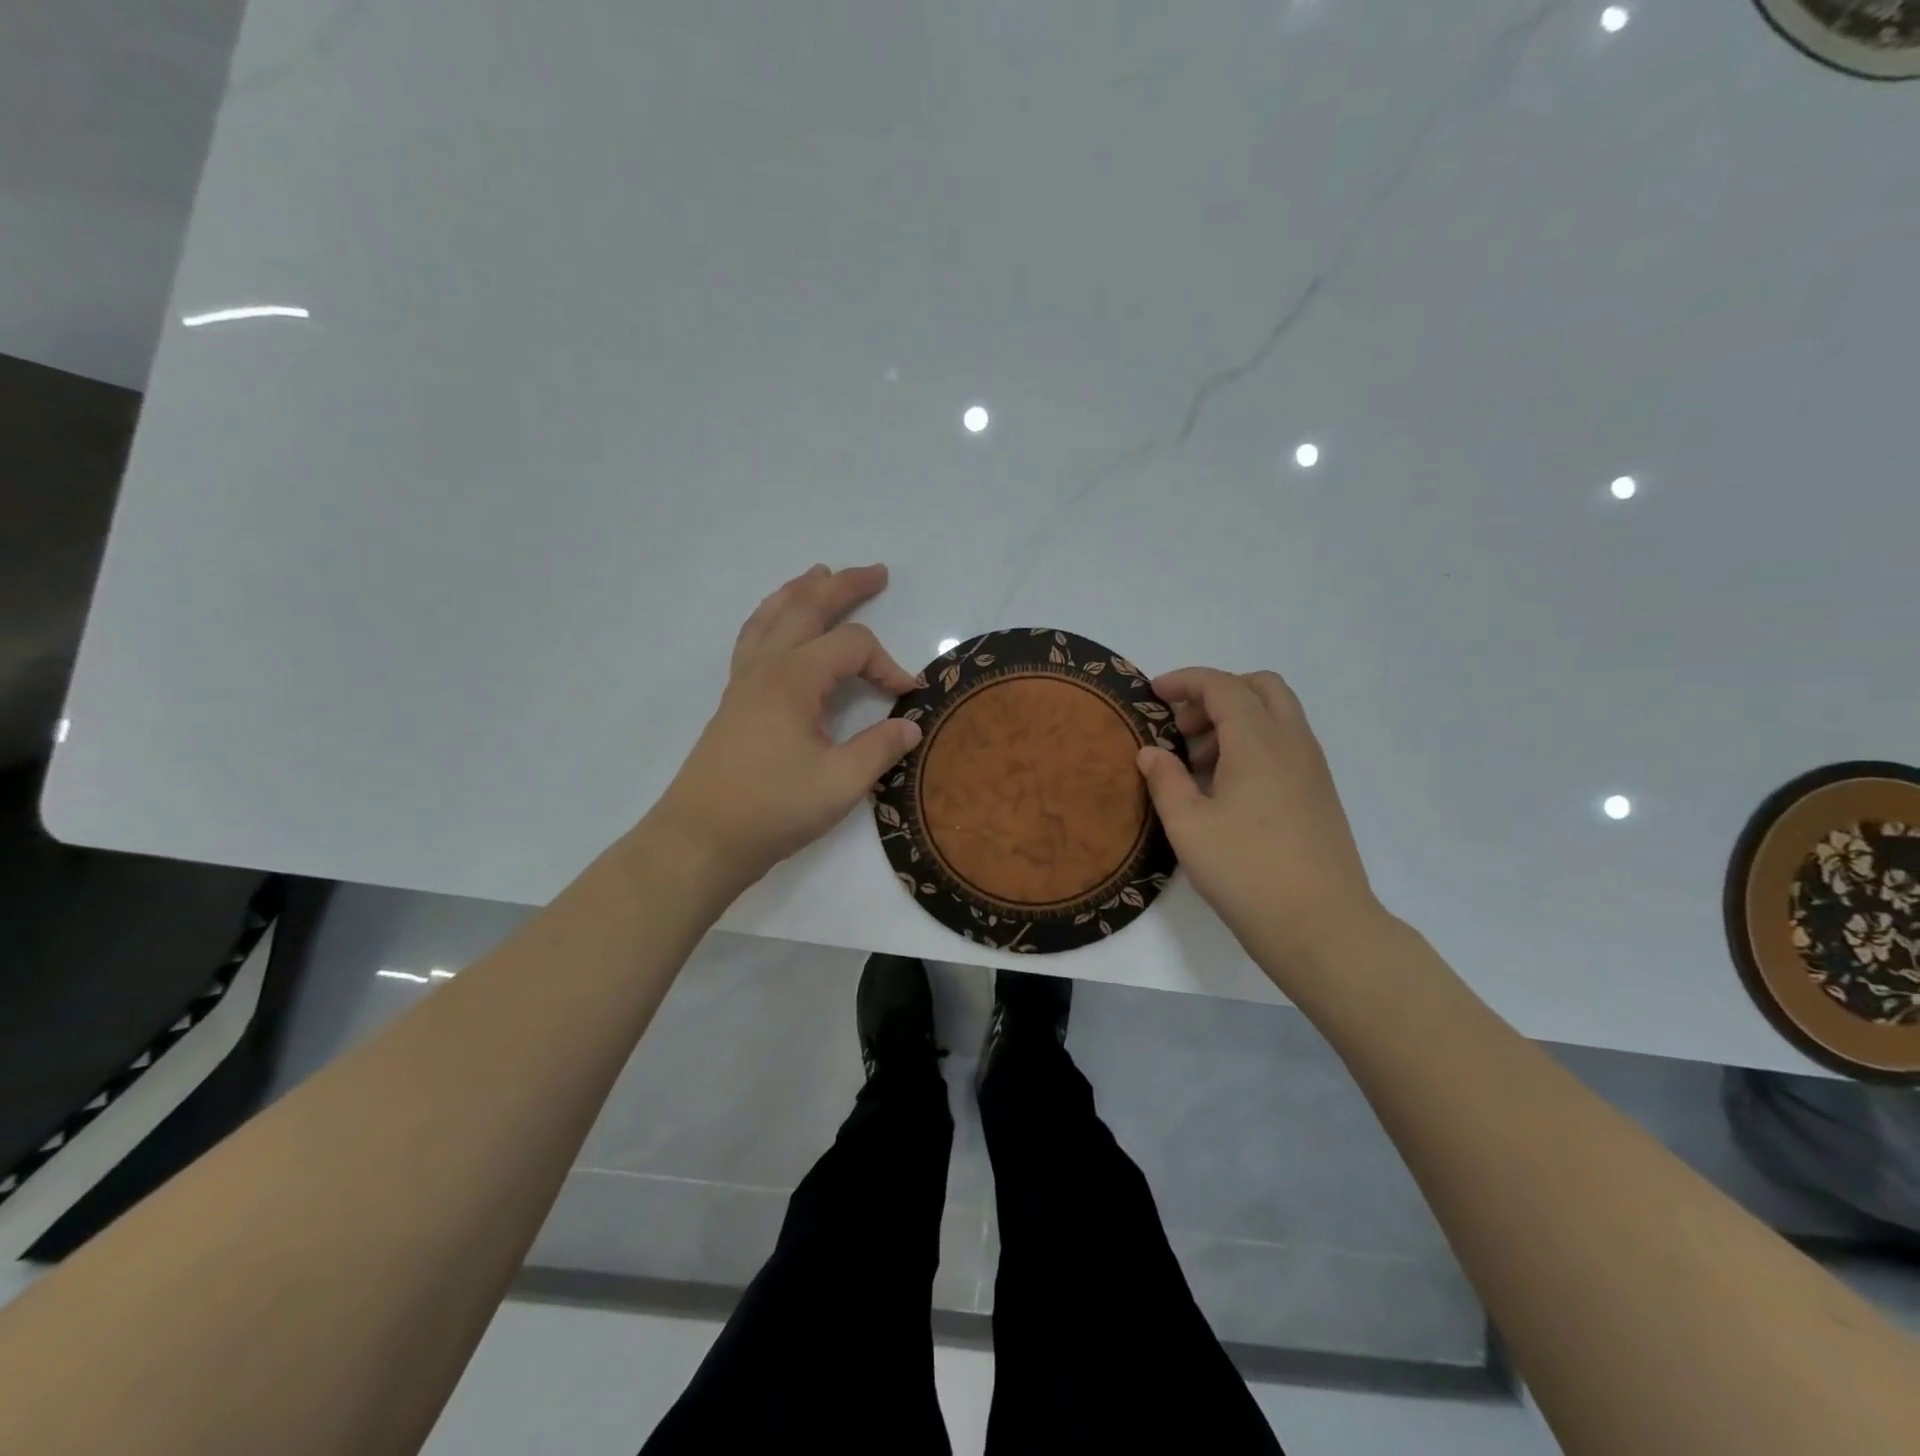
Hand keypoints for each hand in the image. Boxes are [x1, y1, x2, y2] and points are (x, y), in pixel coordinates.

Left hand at [648, 564, 921, 893]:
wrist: (700, 840)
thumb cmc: (772, 809)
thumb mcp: (841, 783)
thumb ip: (880, 748)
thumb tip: (911, 725)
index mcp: (793, 679)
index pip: (852, 647)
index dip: (888, 664)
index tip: (908, 696)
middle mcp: (766, 668)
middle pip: (806, 608)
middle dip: (843, 587)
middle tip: (877, 572)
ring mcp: (744, 683)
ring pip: (771, 618)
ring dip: (799, 592)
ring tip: (818, 573)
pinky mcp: (734, 702)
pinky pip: (753, 640)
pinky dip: (772, 619)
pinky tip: (777, 627)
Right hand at [1136, 667, 1387, 980]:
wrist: (1322, 926)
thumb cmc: (1246, 872)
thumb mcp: (1188, 825)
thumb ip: (1165, 780)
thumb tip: (1151, 752)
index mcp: (1259, 742)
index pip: (1222, 686)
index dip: (1185, 681)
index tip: (1153, 693)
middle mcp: (1292, 743)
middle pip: (1260, 687)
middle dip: (1216, 693)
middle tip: (1182, 726)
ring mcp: (1312, 768)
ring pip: (1276, 716)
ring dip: (1236, 720)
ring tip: (1196, 763)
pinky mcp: (1319, 794)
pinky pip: (1285, 744)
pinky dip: (1253, 744)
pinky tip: (1226, 788)